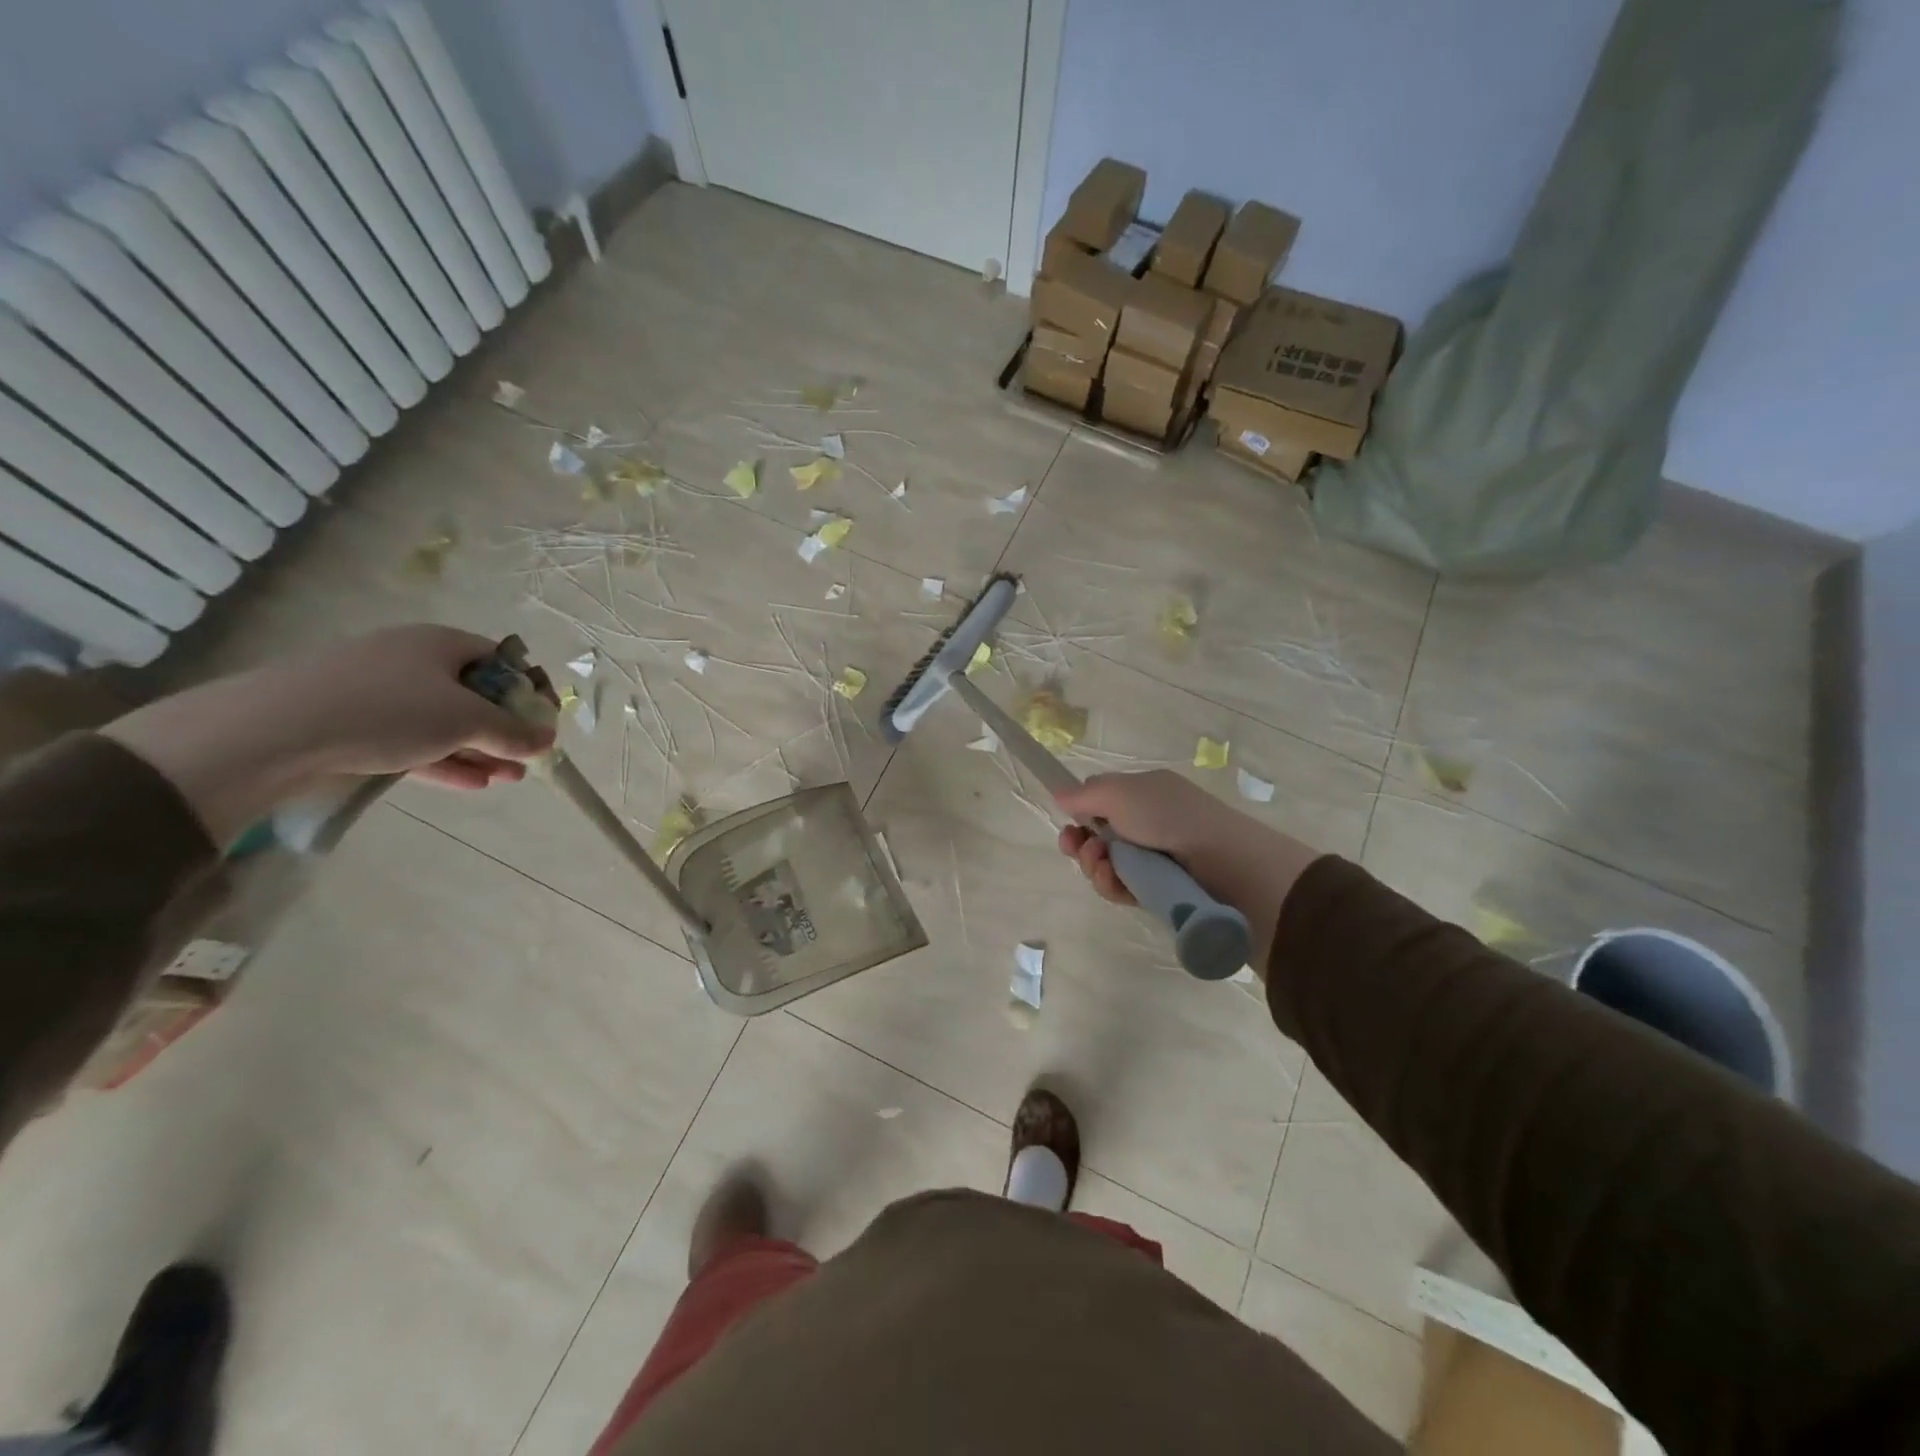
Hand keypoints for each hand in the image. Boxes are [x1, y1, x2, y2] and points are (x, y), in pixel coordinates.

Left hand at [242, 625, 554, 788]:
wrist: (276, 732)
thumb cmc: (390, 710)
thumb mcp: (467, 719)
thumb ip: (513, 731)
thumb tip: (546, 739)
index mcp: (442, 643)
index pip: (501, 660)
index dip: (529, 689)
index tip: (543, 721)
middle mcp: (413, 660)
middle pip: (474, 693)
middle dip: (506, 728)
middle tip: (527, 756)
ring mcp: (381, 692)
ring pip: (445, 722)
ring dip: (481, 750)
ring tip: (508, 778)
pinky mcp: (357, 724)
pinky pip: (415, 740)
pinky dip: (446, 759)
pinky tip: (472, 783)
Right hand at [1052, 770, 1322, 973]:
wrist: (1226, 865)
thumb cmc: (1170, 817)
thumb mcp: (1121, 792)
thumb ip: (1085, 794)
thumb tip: (1059, 794)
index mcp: (1145, 794)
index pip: (1102, 802)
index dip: (1081, 813)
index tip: (1068, 824)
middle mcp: (1149, 824)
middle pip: (1099, 837)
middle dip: (1082, 845)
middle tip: (1078, 849)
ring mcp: (1154, 860)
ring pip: (1107, 866)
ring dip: (1095, 866)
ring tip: (1104, 866)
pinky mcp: (1158, 891)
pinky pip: (1122, 889)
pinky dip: (1113, 886)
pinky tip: (1116, 882)